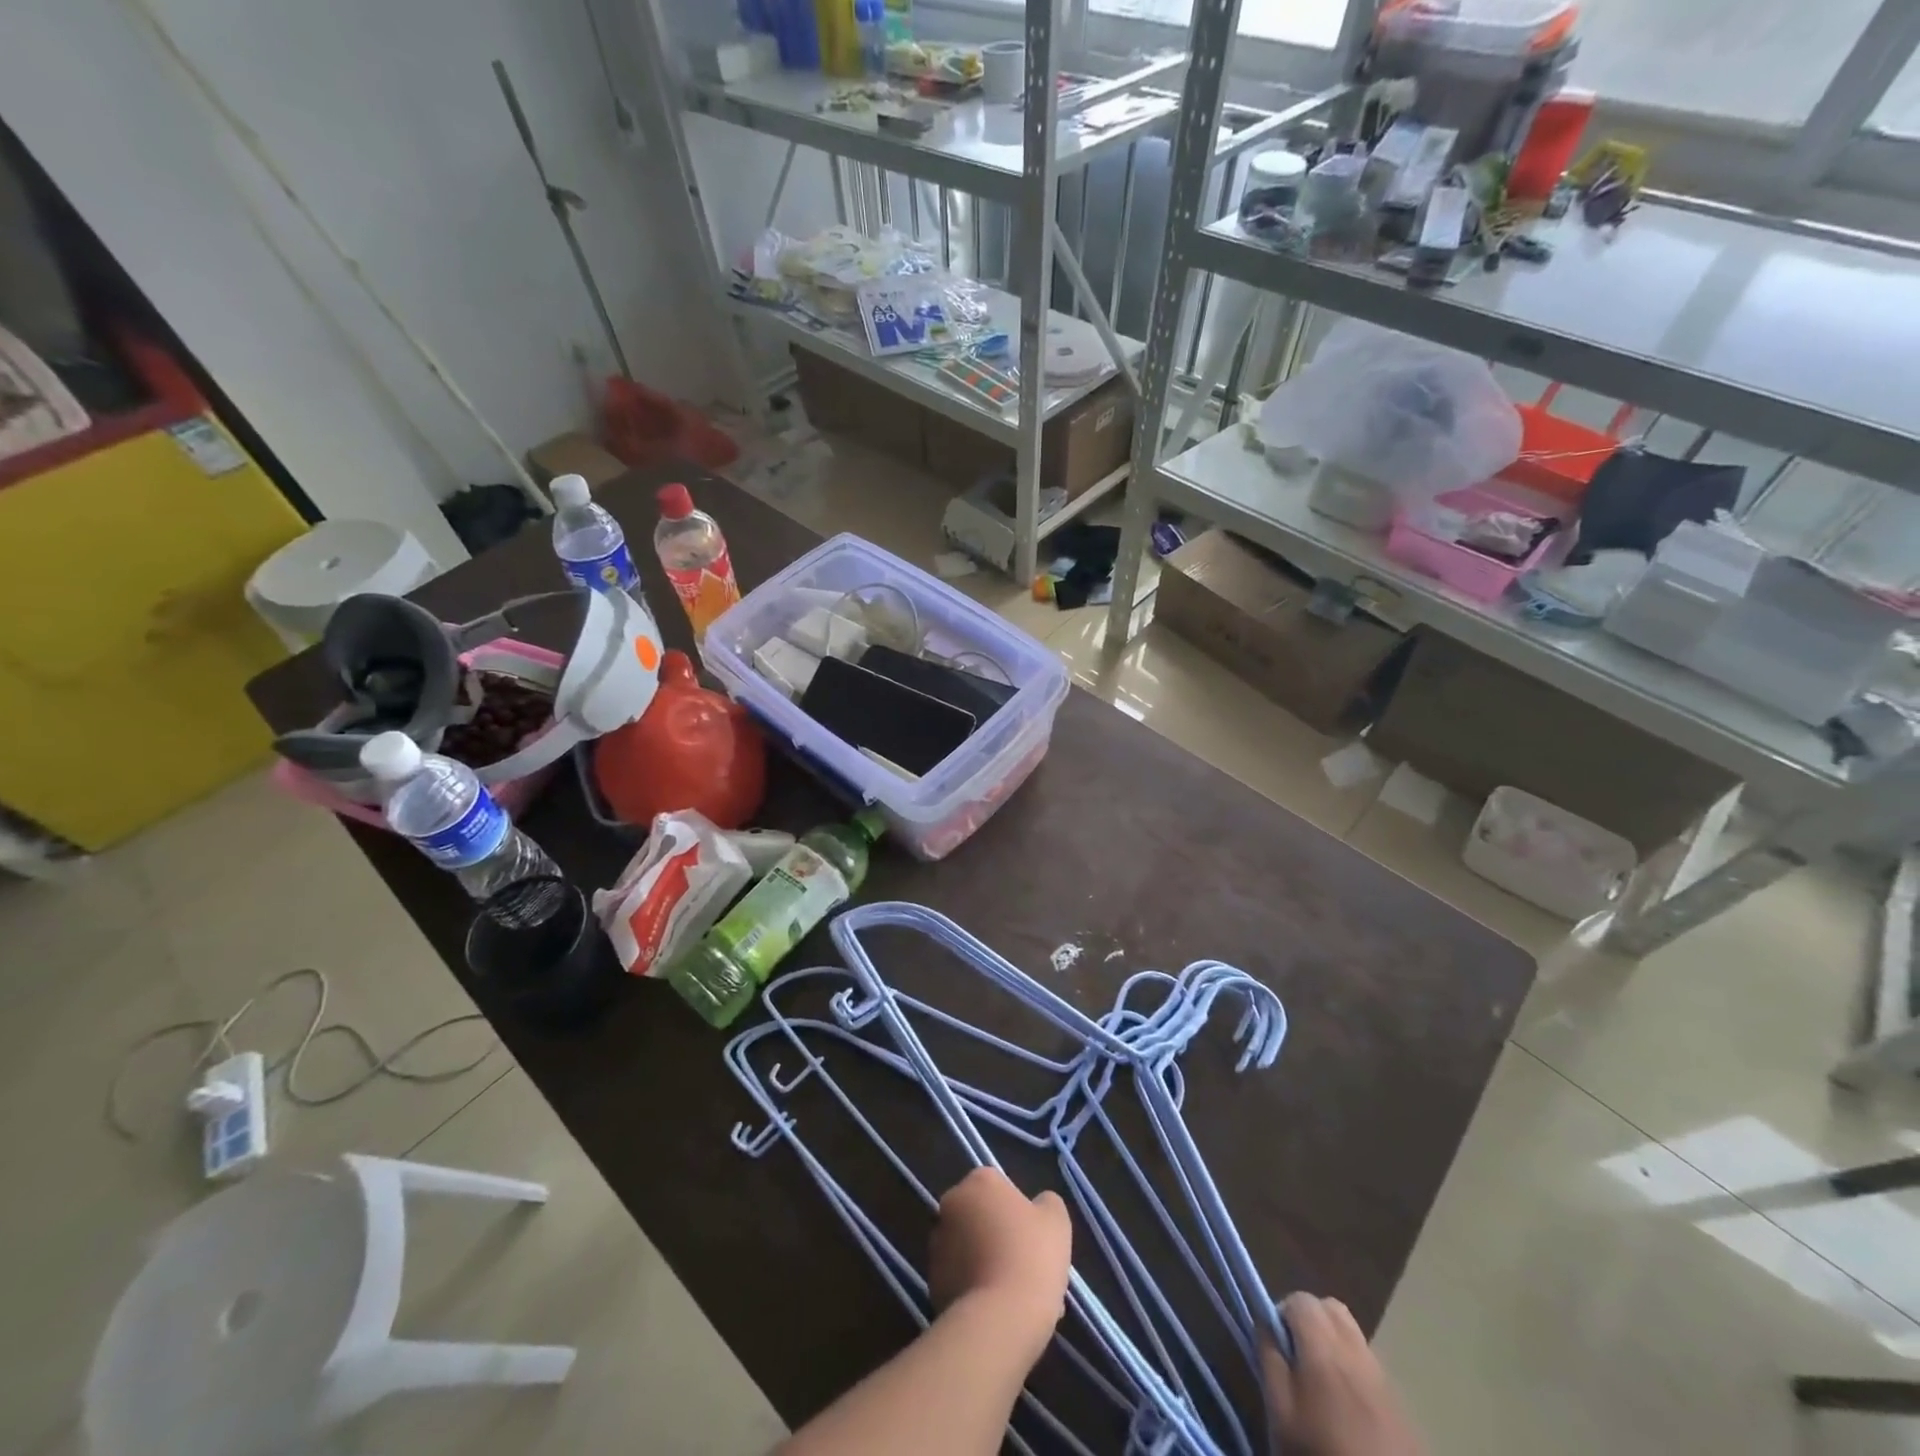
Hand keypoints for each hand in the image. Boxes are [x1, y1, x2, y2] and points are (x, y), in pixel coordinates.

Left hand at [929, 1167, 1071, 1358]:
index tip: (1035, 1237)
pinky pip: (962, 1280)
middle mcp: (951, 1204)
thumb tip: (1037, 1206)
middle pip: (982, 1217)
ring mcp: (936, 1244)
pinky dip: (978, 1291)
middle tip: (1029, 1268)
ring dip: (990, 1265)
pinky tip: (1002, 1314)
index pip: (999, 1186)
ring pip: (972, 1251)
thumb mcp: (1056, 1221)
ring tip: (1020, 1300)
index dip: (1019, 1212)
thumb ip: (1047, 1204)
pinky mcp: (931, 1282)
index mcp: (978, 1181)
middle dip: (1002, 1239)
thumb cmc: (1031, 1257)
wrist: (999, 1319)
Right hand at [1261, 1292, 1423, 1455]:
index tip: (1277, 1347)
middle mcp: (1357, 1351)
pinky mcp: (1400, 1404)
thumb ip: (1269, 1358)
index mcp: (1325, 1347)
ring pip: (1353, 1335)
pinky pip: (1371, 1366)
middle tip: (1298, 1358)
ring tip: (1322, 1385)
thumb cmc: (1321, 1453)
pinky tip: (1348, 1409)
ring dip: (1333, 1344)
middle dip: (1310, 1321)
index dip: (1282, 1314)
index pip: (1301, 1299)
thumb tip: (1265, 1321)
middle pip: (1332, 1308)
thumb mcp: (1281, 1413)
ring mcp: (1384, 1377)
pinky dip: (1354, 1370)